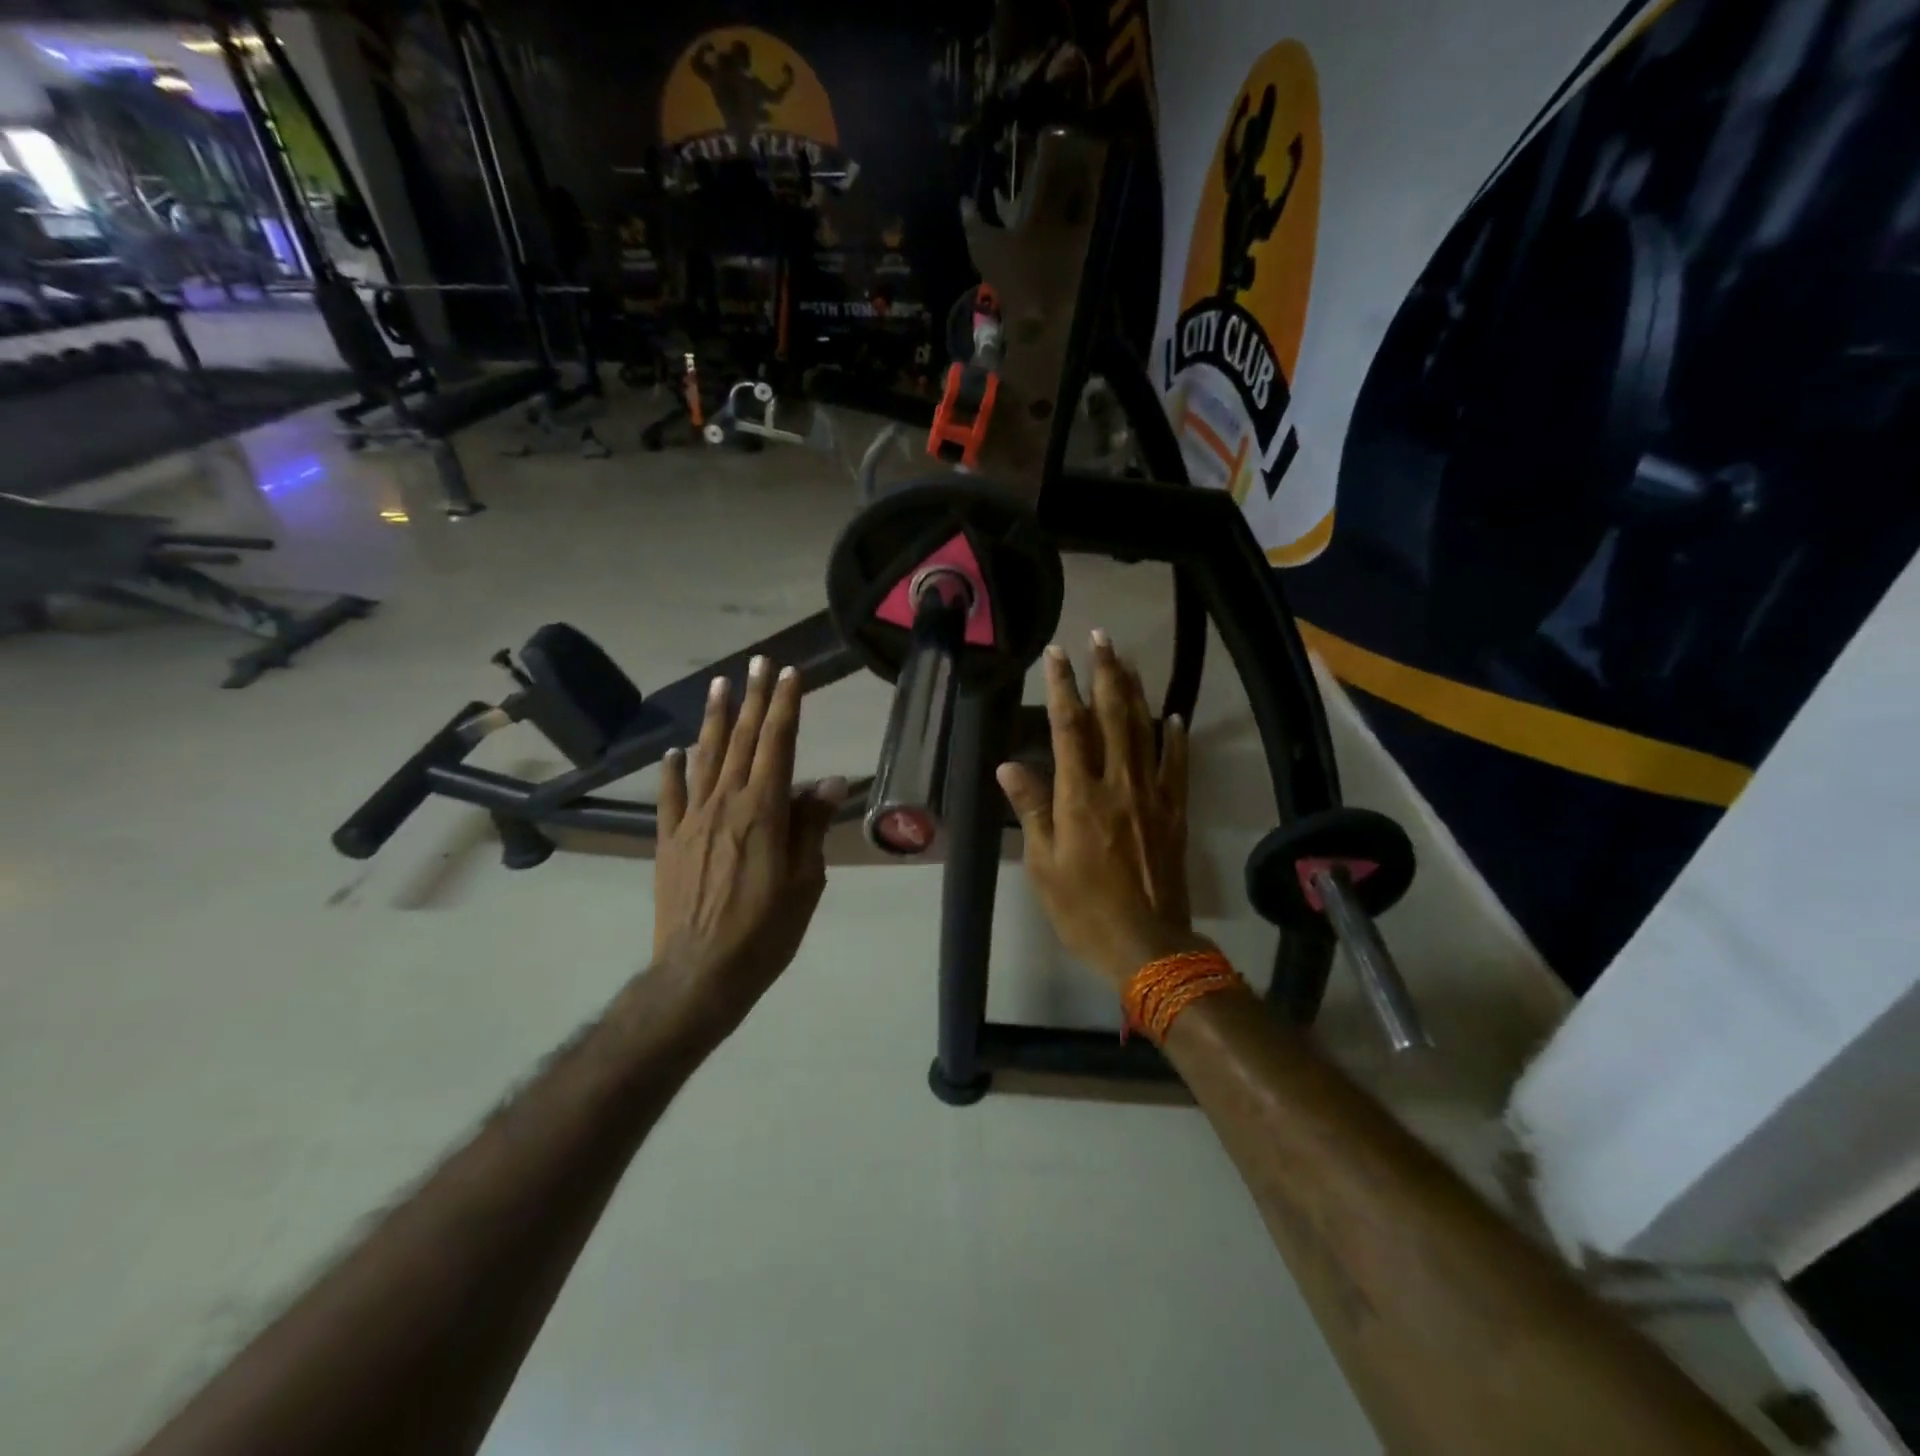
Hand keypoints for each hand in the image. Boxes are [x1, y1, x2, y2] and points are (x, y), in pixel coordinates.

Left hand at [654, 657, 845, 1031]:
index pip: (777, 745)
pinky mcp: (669, 842)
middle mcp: (725, 804)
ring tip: (719, 685)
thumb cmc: (766, 930)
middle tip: (756, 663)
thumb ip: (811, 826)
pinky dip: (673, 770)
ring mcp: (692, 821)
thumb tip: (827, 782)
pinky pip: (670, 796)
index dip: (784, 706)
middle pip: (741, 741)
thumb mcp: (805, 881)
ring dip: (713, 719)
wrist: (701, 972)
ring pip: (704, 758)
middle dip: (752, 699)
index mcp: (764, 810)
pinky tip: (674, 751)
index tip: (788, 674)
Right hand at [997, 632, 1210, 988]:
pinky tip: (1174, 715)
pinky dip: (1175, 737)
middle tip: (1100, 637)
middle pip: (1112, 716)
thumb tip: (1009, 766)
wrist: (1146, 943)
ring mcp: (1152, 795)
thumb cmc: (1082, 907)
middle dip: (1105, 673)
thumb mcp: (1043, 864)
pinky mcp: (1175, 812)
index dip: (1061, 687)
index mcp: (1080, 795)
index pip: (1068, 727)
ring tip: (1128, 659)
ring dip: (1135, 692)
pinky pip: (1177, 765)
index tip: (1057, 654)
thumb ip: (1031, 809)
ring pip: (1144, 731)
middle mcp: (1118, 784)